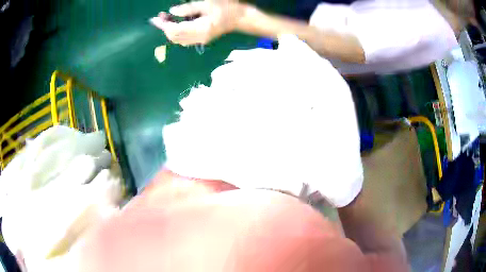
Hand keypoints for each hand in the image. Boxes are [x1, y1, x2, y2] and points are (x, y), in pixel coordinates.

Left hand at [151, 1, 244, 45]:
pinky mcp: (201, 40)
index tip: (154, 19)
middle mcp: (198, 38)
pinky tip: (176, 23)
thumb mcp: (208, 4)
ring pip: (177, 39)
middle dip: (165, 27)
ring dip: (169, 30)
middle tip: (161, 15)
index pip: (175, 30)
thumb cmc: (227, 8)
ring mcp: (200, 41)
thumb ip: (188, 8)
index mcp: (200, 29)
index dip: (163, 25)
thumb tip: (171, 11)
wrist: (240, 18)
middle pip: (174, 37)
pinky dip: (176, 32)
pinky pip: (183, 39)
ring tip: (167, 18)